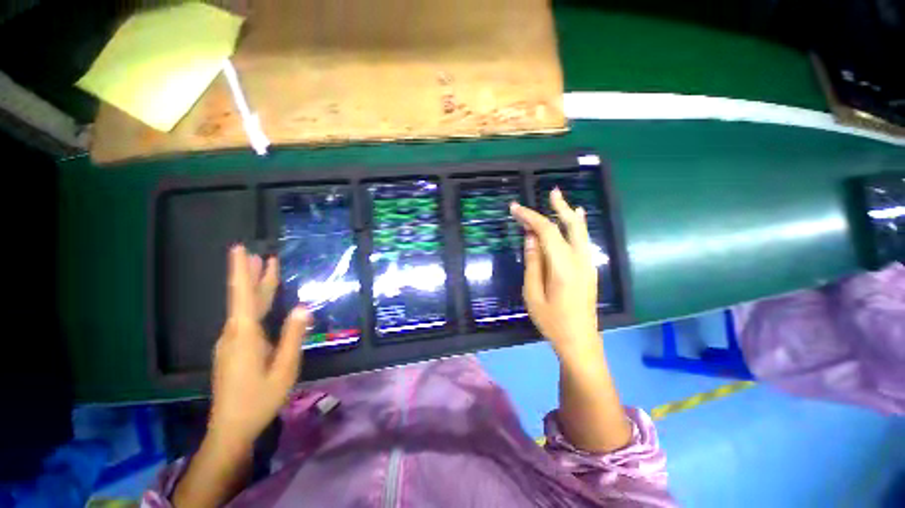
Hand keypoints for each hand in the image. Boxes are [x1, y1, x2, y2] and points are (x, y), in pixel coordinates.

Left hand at [209, 245, 310, 446]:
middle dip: (249, 274)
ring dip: (254, 287)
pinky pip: (245, 319)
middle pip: (243, 298)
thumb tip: (303, 307)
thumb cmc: (260, 399)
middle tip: (255, 253)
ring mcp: (231, 342)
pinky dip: (254, 303)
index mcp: (245, 336)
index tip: (239, 249)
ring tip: (261, 268)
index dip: (241, 271)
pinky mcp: (234, 349)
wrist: (232, 428)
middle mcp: (234, 333)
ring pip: (244, 308)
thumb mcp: (284, 369)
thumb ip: (293, 336)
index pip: (242, 296)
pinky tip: (262, 302)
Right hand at [510, 189, 600, 363]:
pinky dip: (577, 226)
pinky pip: (583, 241)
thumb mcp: (533, 294)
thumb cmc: (552, 321)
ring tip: (560, 199)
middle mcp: (580, 260)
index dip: (530, 217)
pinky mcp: (589, 269)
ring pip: (580, 231)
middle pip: (570, 226)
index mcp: (563, 267)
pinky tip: (576, 218)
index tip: (515, 209)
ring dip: (569, 214)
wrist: (580, 341)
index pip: (546, 232)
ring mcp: (588, 264)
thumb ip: (533, 264)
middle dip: (558, 207)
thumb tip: (530, 238)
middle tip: (550, 192)